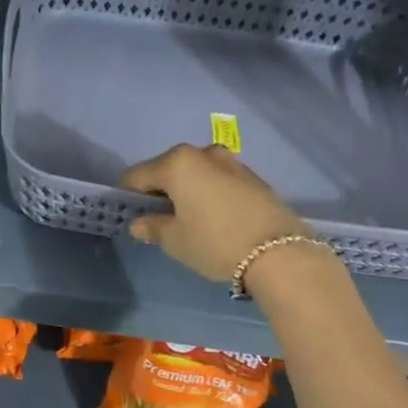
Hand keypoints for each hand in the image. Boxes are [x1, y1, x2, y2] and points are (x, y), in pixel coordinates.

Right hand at [120, 144, 308, 283]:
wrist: (280, 254)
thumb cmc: (215, 242)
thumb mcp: (175, 240)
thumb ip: (152, 227)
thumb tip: (140, 223)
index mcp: (177, 162)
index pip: (137, 175)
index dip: (127, 195)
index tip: (127, 215)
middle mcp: (204, 153)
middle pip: (167, 170)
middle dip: (158, 191)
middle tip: (157, 220)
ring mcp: (232, 163)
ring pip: (195, 174)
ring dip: (185, 192)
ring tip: (188, 220)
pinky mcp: (253, 178)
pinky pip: (218, 181)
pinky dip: (208, 194)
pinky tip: (213, 219)